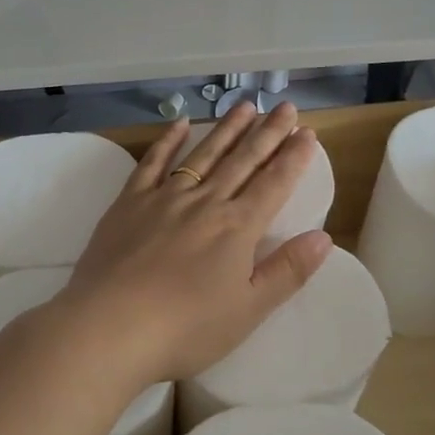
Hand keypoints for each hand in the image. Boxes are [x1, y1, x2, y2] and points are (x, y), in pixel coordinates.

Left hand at [55, 101, 333, 386]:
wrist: (110, 327)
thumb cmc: (185, 329)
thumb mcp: (248, 310)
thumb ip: (287, 271)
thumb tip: (324, 237)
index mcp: (237, 228)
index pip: (274, 184)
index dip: (294, 157)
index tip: (308, 132)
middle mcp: (205, 202)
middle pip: (243, 160)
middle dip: (268, 132)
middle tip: (286, 106)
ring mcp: (165, 197)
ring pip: (203, 154)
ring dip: (227, 129)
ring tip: (245, 107)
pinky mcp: (129, 202)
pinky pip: (153, 162)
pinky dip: (168, 141)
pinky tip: (181, 124)